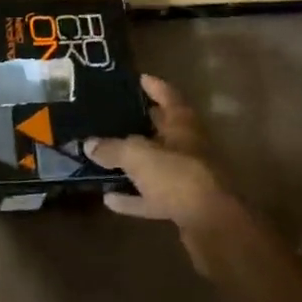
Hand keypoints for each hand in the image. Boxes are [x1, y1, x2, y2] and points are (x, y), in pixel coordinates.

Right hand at [85, 74, 246, 268]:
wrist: (211, 224)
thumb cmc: (177, 175)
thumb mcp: (137, 155)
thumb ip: (112, 148)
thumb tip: (89, 144)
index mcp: (183, 126)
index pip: (169, 97)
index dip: (155, 87)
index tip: (139, 78)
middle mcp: (188, 148)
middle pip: (164, 131)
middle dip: (143, 123)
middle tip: (115, 115)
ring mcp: (187, 178)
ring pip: (157, 165)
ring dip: (135, 164)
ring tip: (106, 157)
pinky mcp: (182, 206)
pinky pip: (152, 197)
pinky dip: (133, 198)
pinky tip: (110, 199)